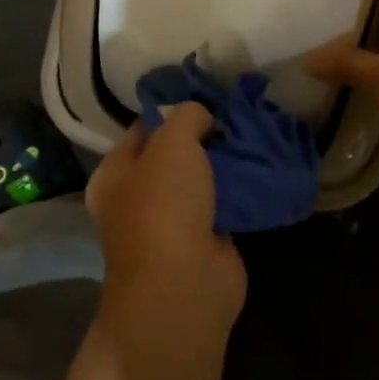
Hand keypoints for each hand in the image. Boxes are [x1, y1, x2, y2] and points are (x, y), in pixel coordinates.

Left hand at [86, 101, 245, 329]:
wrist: (185, 284)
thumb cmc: (164, 206)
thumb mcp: (172, 143)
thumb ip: (186, 116)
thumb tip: (202, 117)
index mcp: (116, 174)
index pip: (143, 128)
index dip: (172, 109)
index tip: (208, 94)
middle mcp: (138, 197)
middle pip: (175, 154)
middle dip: (205, 135)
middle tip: (237, 114)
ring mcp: (173, 221)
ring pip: (203, 179)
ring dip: (227, 162)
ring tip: (256, 135)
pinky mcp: (206, 239)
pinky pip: (225, 203)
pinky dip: (242, 189)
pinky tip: (263, 168)